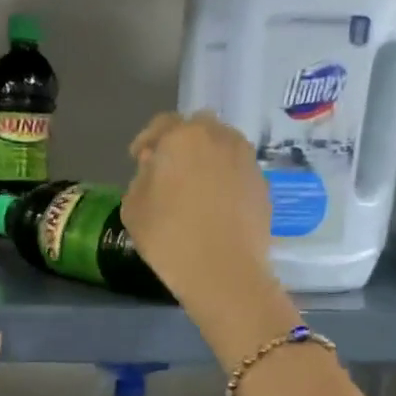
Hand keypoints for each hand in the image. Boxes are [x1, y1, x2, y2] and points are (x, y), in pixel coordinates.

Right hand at [122, 112, 271, 304]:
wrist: (223, 271)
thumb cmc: (168, 237)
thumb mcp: (133, 207)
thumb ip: (141, 178)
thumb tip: (155, 168)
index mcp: (182, 137)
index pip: (161, 125)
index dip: (147, 140)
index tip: (138, 159)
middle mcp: (219, 138)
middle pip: (198, 128)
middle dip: (181, 143)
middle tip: (169, 169)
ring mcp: (246, 160)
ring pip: (222, 147)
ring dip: (207, 158)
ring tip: (194, 186)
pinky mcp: (263, 184)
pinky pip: (237, 171)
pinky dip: (225, 179)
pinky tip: (215, 204)